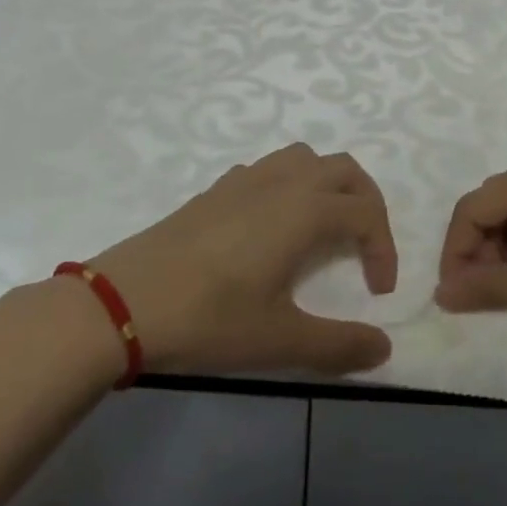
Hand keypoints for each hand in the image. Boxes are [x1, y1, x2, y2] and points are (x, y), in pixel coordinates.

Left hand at [92, 143, 397, 375]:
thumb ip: (339, 345)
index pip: (366, 213)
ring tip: (324, 228)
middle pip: (344, 170)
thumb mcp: (280, 340)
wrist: (123, 303)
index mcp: (305, 209)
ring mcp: (245, 180)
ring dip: (327, 185)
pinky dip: (288, 185)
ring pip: (304, 159)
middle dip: (366, 203)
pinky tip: (271, 226)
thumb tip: (384, 347)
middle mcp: (282, 182)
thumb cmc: (210, 319)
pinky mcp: (215, 190)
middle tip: (365, 246)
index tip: (378, 293)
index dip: (384, 249)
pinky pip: (268, 169)